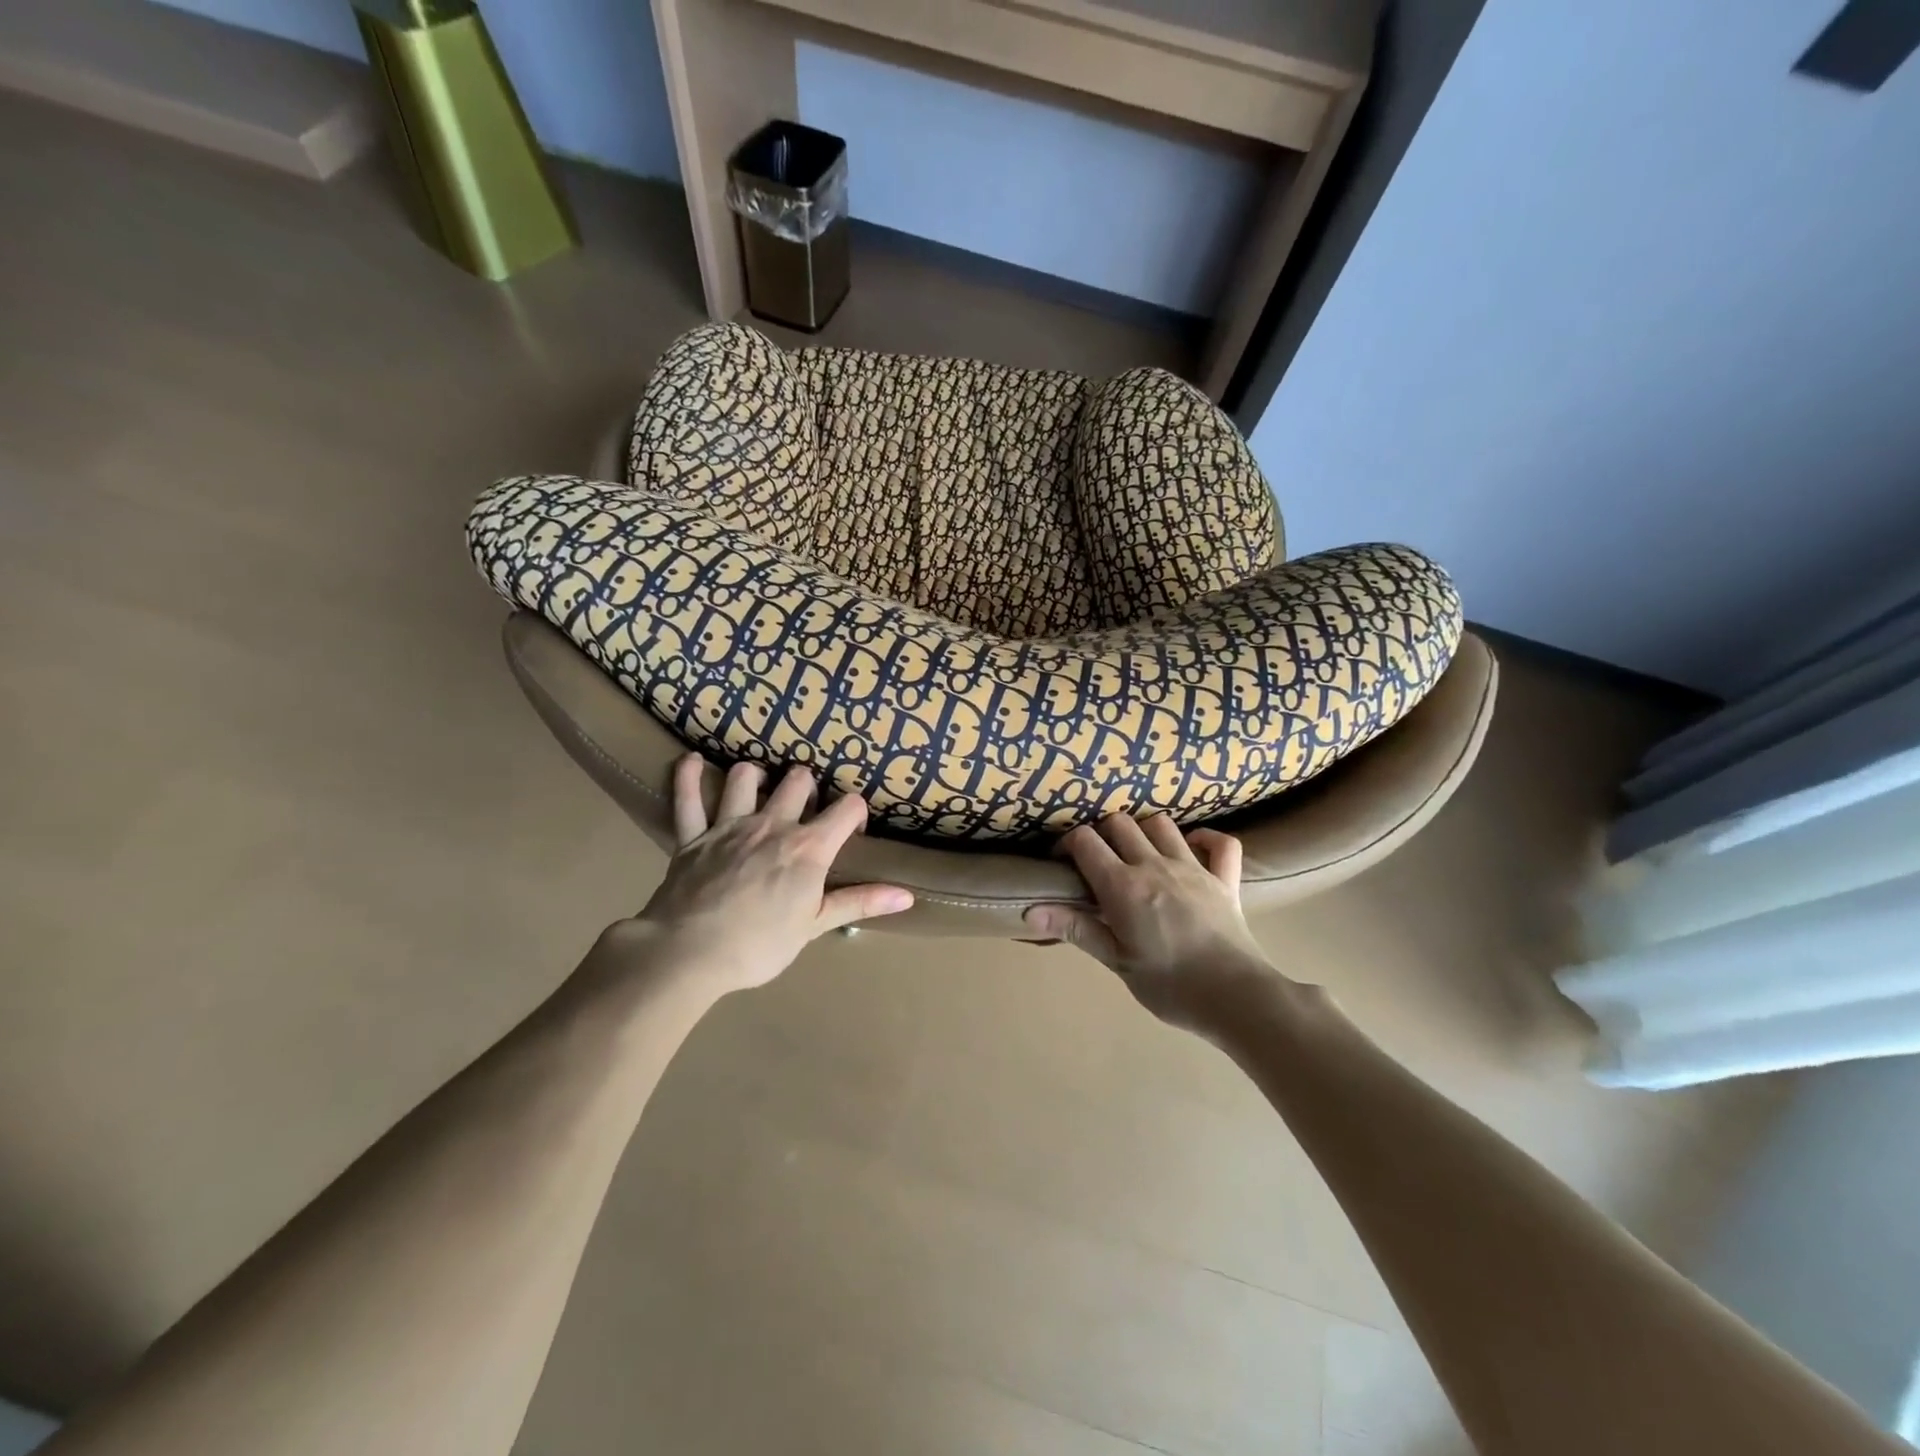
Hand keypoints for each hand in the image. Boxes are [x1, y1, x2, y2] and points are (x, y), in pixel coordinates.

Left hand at [632, 754, 912, 992]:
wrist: (689, 954)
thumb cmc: (760, 945)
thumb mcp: (816, 926)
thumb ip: (860, 903)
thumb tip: (907, 895)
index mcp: (808, 847)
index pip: (847, 808)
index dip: (855, 813)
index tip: (852, 831)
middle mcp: (772, 824)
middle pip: (798, 781)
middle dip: (808, 787)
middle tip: (806, 809)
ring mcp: (730, 825)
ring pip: (746, 777)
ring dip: (757, 776)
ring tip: (761, 787)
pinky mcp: (693, 835)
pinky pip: (687, 797)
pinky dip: (689, 776)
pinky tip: (694, 761)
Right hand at [1025, 817, 1283, 1035]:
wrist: (1236, 997)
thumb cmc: (1169, 986)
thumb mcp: (1116, 961)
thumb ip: (1075, 929)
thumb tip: (1029, 912)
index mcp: (1123, 886)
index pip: (1085, 841)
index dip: (1067, 843)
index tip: (1062, 862)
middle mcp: (1155, 865)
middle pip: (1120, 822)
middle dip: (1102, 833)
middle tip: (1097, 861)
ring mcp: (1193, 867)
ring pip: (1162, 824)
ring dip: (1144, 831)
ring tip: (1137, 854)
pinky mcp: (1225, 879)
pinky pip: (1220, 843)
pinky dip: (1204, 839)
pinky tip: (1191, 850)